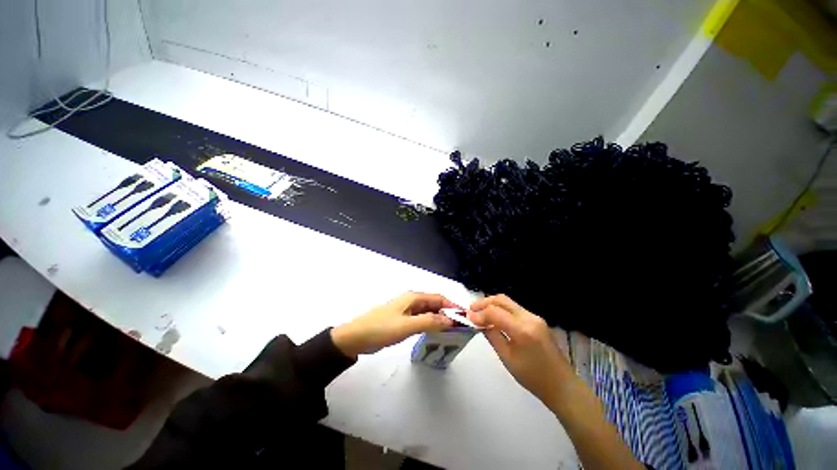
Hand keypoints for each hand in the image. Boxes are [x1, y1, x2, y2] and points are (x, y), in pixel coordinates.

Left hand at [331, 292, 457, 357]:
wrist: (356, 337)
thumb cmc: (381, 328)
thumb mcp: (407, 326)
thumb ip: (429, 321)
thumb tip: (450, 320)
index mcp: (413, 297)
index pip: (439, 298)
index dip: (452, 306)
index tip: (464, 317)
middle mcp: (411, 300)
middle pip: (434, 304)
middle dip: (447, 313)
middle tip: (459, 328)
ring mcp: (406, 310)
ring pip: (428, 312)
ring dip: (439, 319)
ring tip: (451, 332)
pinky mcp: (402, 319)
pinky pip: (421, 319)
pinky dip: (430, 324)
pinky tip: (434, 333)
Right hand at [468, 295, 573, 409]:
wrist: (561, 385)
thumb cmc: (533, 377)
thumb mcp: (507, 358)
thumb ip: (492, 336)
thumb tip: (479, 323)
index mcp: (522, 330)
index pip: (495, 312)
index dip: (479, 313)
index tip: (468, 317)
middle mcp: (529, 318)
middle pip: (502, 300)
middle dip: (484, 302)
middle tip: (471, 310)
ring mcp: (535, 317)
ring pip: (508, 302)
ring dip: (492, 304)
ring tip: (480, 312)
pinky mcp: (536, 320)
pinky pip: (515, 309)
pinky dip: (501, 309)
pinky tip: (494, 317)